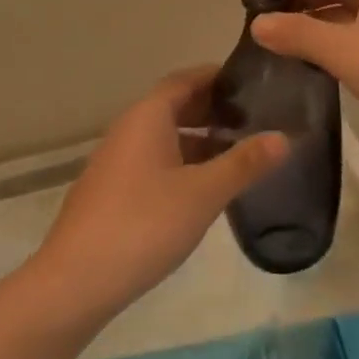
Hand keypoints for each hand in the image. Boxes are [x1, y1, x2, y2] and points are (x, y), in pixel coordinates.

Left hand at [33, 67, 289, 322]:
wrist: (74, 282)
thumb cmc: (144, 224)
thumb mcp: (203, 193)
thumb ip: (244, 163)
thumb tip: (284, 136)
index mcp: (148, 114)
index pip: (186, 79)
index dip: (217, 77)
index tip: (250, 83)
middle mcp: (129, 127)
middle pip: (174, 104)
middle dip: (211, 108)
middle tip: (251, 118)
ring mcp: (116, 159)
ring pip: (163, 134)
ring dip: (197, 138)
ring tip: (234, 153)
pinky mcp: (110, 189)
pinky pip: (152, 158)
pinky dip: (179, 160)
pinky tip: (200, 188)